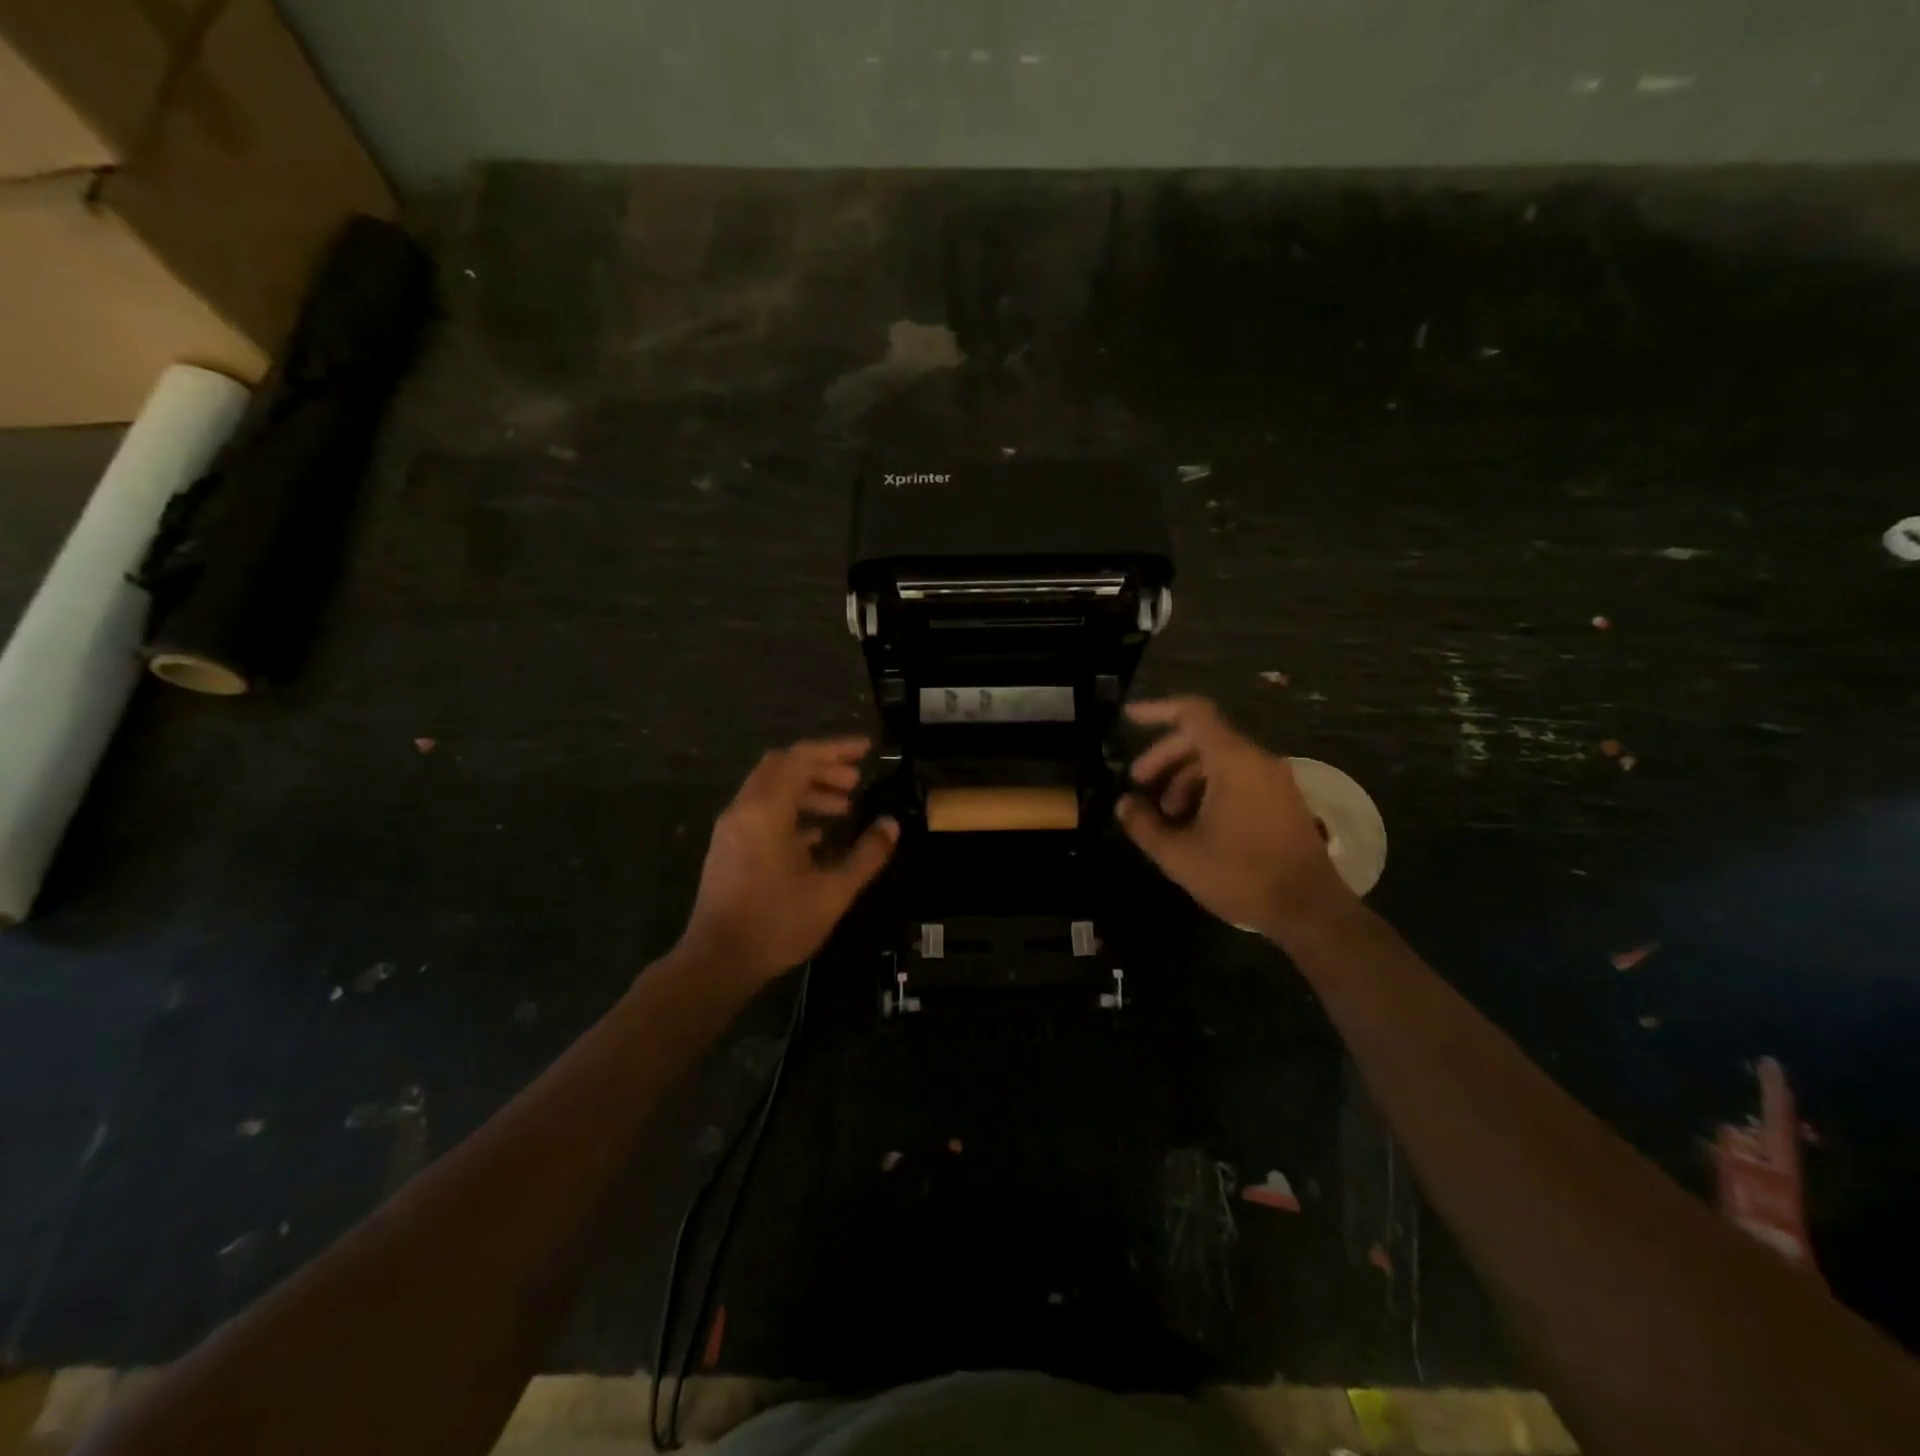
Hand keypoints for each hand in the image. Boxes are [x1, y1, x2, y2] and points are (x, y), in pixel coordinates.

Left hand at [678, 738, 897, 986]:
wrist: (717, 962)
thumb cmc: (777, 924)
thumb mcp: (833, 892)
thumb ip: (866, 855)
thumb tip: (891, 826)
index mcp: (767, 811)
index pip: (801, 758)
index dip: (836, 749)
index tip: (867, 750)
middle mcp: (744, 809)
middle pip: (783, 766)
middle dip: (822, 767)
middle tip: (856, 781)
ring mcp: (732, 828)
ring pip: (771, 789)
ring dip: (807, 790)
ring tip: (844, 808)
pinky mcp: (728, 847)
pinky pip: (761, 811)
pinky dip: (790, 811)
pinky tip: (817, 836)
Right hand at [1116, 698, 1355, 942]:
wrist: (1310, 910)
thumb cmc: (1241, 876)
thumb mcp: (1179, 855)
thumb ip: (1144, 825)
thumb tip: (1124, 804)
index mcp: (1232, 761)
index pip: (1192, 713)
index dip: (1157, 710)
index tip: (1128, 718)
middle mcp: (1257, 760)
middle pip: (1202, 737)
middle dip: (1165, 755)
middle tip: (1138, 783)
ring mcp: (1275, 780)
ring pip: (1220, 759)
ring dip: (1186, 777)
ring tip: (1164, 813)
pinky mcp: (1284, 800)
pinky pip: (1239, 777)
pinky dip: (1209, 787)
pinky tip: (1193, 821)